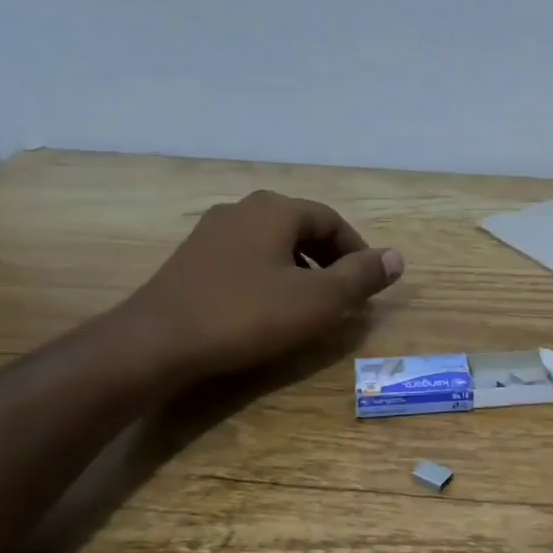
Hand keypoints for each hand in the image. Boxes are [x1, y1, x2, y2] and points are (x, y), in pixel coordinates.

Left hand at [123, 191, 402, 381]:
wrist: (156, 343)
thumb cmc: (246, 315)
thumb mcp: (318, 300)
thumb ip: (361, 277)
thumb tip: (397, 258)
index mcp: (276, 210)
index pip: (332, 221)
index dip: (358, 252)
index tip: (369, 285)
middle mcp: (243, 209)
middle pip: (302, 228)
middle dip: (329, 260)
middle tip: (344, 296)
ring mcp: (212, 233)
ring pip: (273, 244)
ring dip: (300, 270)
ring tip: (310, 305)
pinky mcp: (192, 260)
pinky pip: (246, 259)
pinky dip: (269, 277)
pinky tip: (267, 309)